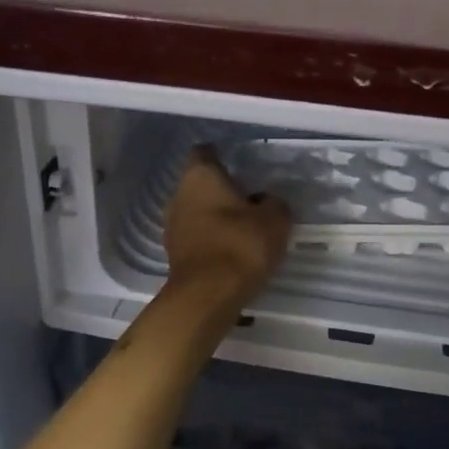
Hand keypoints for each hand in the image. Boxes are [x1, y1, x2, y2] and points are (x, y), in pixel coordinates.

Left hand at [162, 145, 291, 302]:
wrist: (207, 296)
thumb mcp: (275, 219)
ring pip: (197, 210)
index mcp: (200, 176)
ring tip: (245, 226)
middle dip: (222, 189)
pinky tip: (233, 249)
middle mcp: (179, 195)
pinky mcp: (175, 254)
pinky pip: (197, 236)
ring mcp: (172, 226)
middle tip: (251, 197)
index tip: (240, 161)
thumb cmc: (241, 245)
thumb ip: (273, 203)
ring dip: (217, 215)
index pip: (205, 152)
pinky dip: (212, 238)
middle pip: (200, 183)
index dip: (221, 154)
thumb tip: (265, 201)